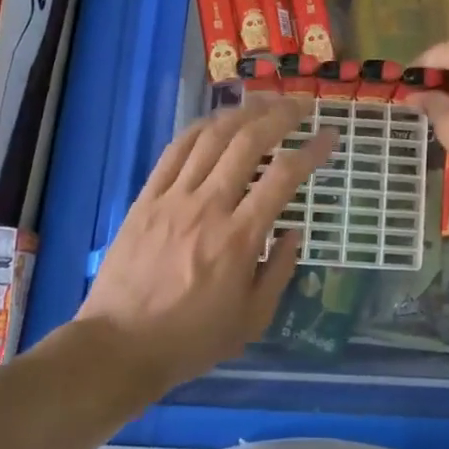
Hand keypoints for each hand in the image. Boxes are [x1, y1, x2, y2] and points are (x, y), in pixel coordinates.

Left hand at [77, 98, 334, 392]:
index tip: (330, 136)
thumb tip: (294, 231)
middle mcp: (208, 207)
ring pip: (211, 137)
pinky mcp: (146, 198)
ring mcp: (173, 198)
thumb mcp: (251, 320)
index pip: (283, 177)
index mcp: (239, 238)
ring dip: (242, 112)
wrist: (118, 347)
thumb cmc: (190, 340)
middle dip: (280, 115)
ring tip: (265, 102)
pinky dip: (201, 127)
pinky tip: (218, 120)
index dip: (311, 150)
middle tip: (301, 105)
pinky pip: (175, 150)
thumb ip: (279, 271)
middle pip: (248, 142)